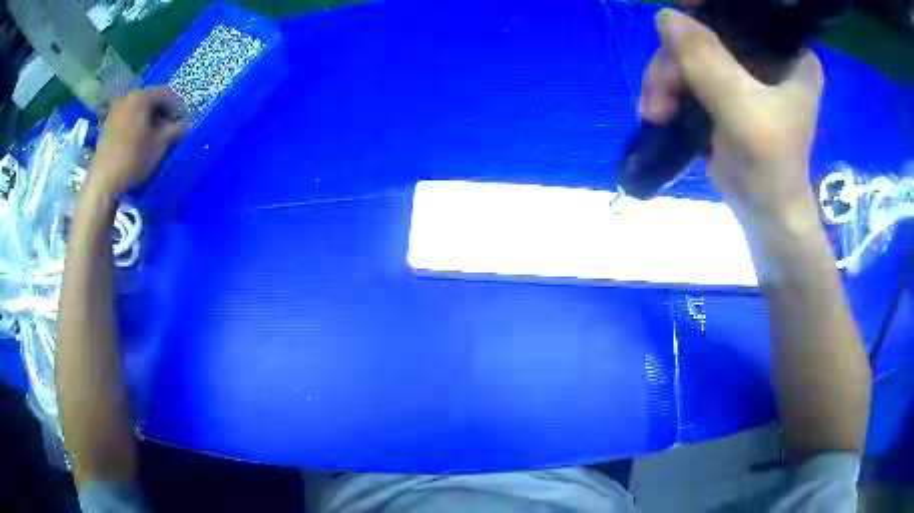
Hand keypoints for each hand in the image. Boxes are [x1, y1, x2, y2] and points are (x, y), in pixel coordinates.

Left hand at [89, 87, 188, 198]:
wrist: (103, 184)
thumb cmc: (133, 159)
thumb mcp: (161, 144)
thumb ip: (177, 129)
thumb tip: (187, 125)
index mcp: (141, 96)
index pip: (167, 93)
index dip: (179, 107)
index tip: (185, 123)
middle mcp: (127, 97)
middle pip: (151, 100)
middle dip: (163, 113)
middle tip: (171, 129)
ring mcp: (114, 111)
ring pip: (138, 110)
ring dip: (150, 120)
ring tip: (156, 137)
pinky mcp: (107, 126)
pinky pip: (128, 119)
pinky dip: (137, 126)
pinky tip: (140, 142)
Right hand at [639, 6, 823, 231]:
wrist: (763, 212)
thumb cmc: (769, 166)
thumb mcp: (741, 109)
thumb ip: (707, 60)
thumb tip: (665, 16)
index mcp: (788, 53)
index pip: (745, 11)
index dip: (708, 7)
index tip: (678, 11)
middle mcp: (766, 53)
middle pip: (708, 31)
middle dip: (676, 60)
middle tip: (660, 97)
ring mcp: (743, 70)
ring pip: (690, 51)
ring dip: (665, 79)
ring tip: (655, 113)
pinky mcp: (725, 87)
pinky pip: (687, 70)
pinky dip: (668, 88)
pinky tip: (659, 111)